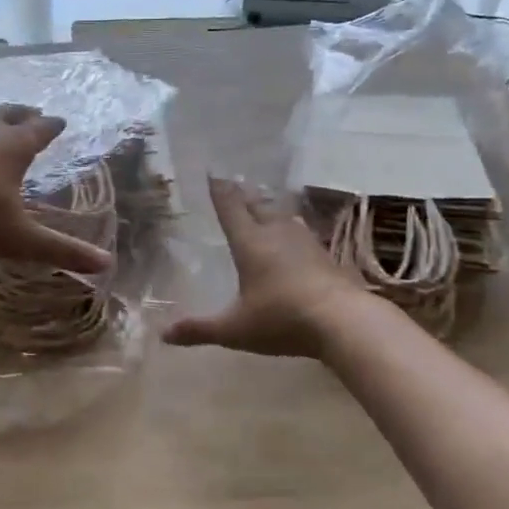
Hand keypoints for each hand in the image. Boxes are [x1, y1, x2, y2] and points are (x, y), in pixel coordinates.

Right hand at [163, 177, 360, 357]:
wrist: (344, 322)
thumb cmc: (282, 319)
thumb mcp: (235, 330)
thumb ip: (200, 329)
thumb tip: (163, 335)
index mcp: (249, 243)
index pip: (230, 208)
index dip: (219, 190)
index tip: (212, 173)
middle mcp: (275, 233)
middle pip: (257, 205)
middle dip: (243, 196)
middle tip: (234, 186)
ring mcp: (304, 241)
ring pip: (282, 216)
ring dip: (269, 209)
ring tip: (262, 207)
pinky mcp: (325, 254)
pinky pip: (302, 232)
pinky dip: (291, 229)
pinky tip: (295, 237)